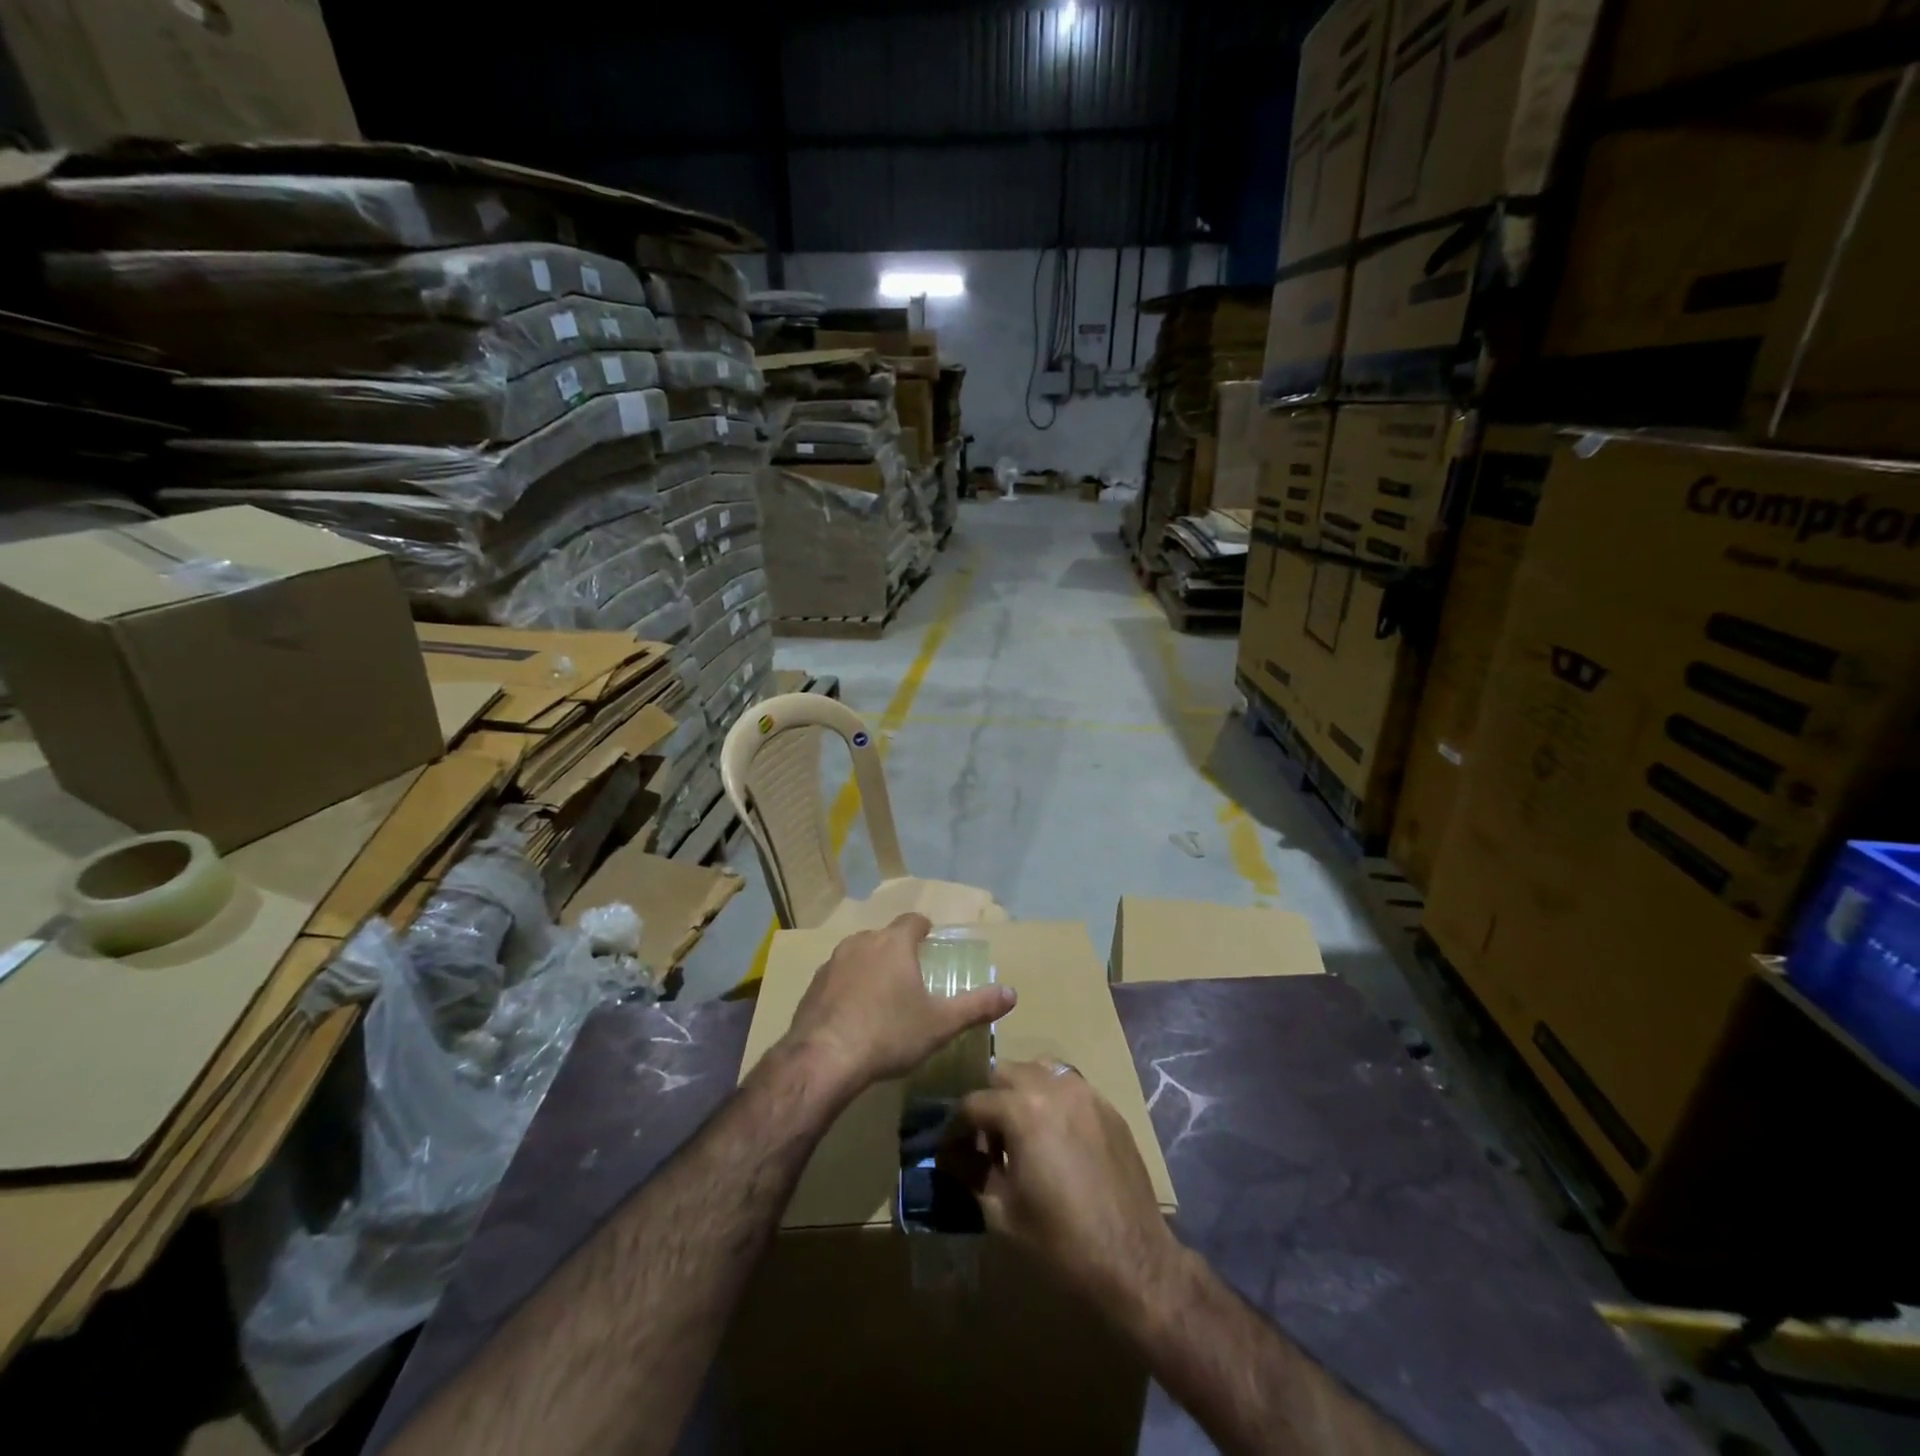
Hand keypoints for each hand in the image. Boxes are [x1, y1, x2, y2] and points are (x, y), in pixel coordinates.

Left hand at [783, 913, 1015, 1091]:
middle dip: (897, 950)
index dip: (923, 929)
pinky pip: (836, 977)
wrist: (824, 1058)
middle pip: (884, 936)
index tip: (929, 941)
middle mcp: (862, 943)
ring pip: (858, 954)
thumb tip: (1012, 993)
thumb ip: (977, 1006)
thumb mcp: (940, 1024)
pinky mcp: (812, 985)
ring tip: (882, 995)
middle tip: (910, 976)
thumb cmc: (889, 1034)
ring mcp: (832, 962)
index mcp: (894, 944)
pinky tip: (853, 1015)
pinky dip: (847, 987)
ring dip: (870, 967)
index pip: (913, 921)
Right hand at [941, 1061, 1178, 1313]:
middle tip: (987, 1141)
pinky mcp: (1108, 1108)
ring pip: (1040, 1070)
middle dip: (989, 1102)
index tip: (951, 1149)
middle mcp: (1053, 1087)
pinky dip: (1053, 1100)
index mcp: (1022, 1109)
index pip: (973, 1103)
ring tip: (1022, 1132)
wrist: (1133, 1262)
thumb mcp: (1002, 1212)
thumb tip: (949, 1154)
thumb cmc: (1060, 1242)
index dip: (956, 1128)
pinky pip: (1070, 1087)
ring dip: (1022, 1092)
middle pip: (1004, 1073)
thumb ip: (971, 1171)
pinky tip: (1055, 1138)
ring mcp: (1086, 1093)